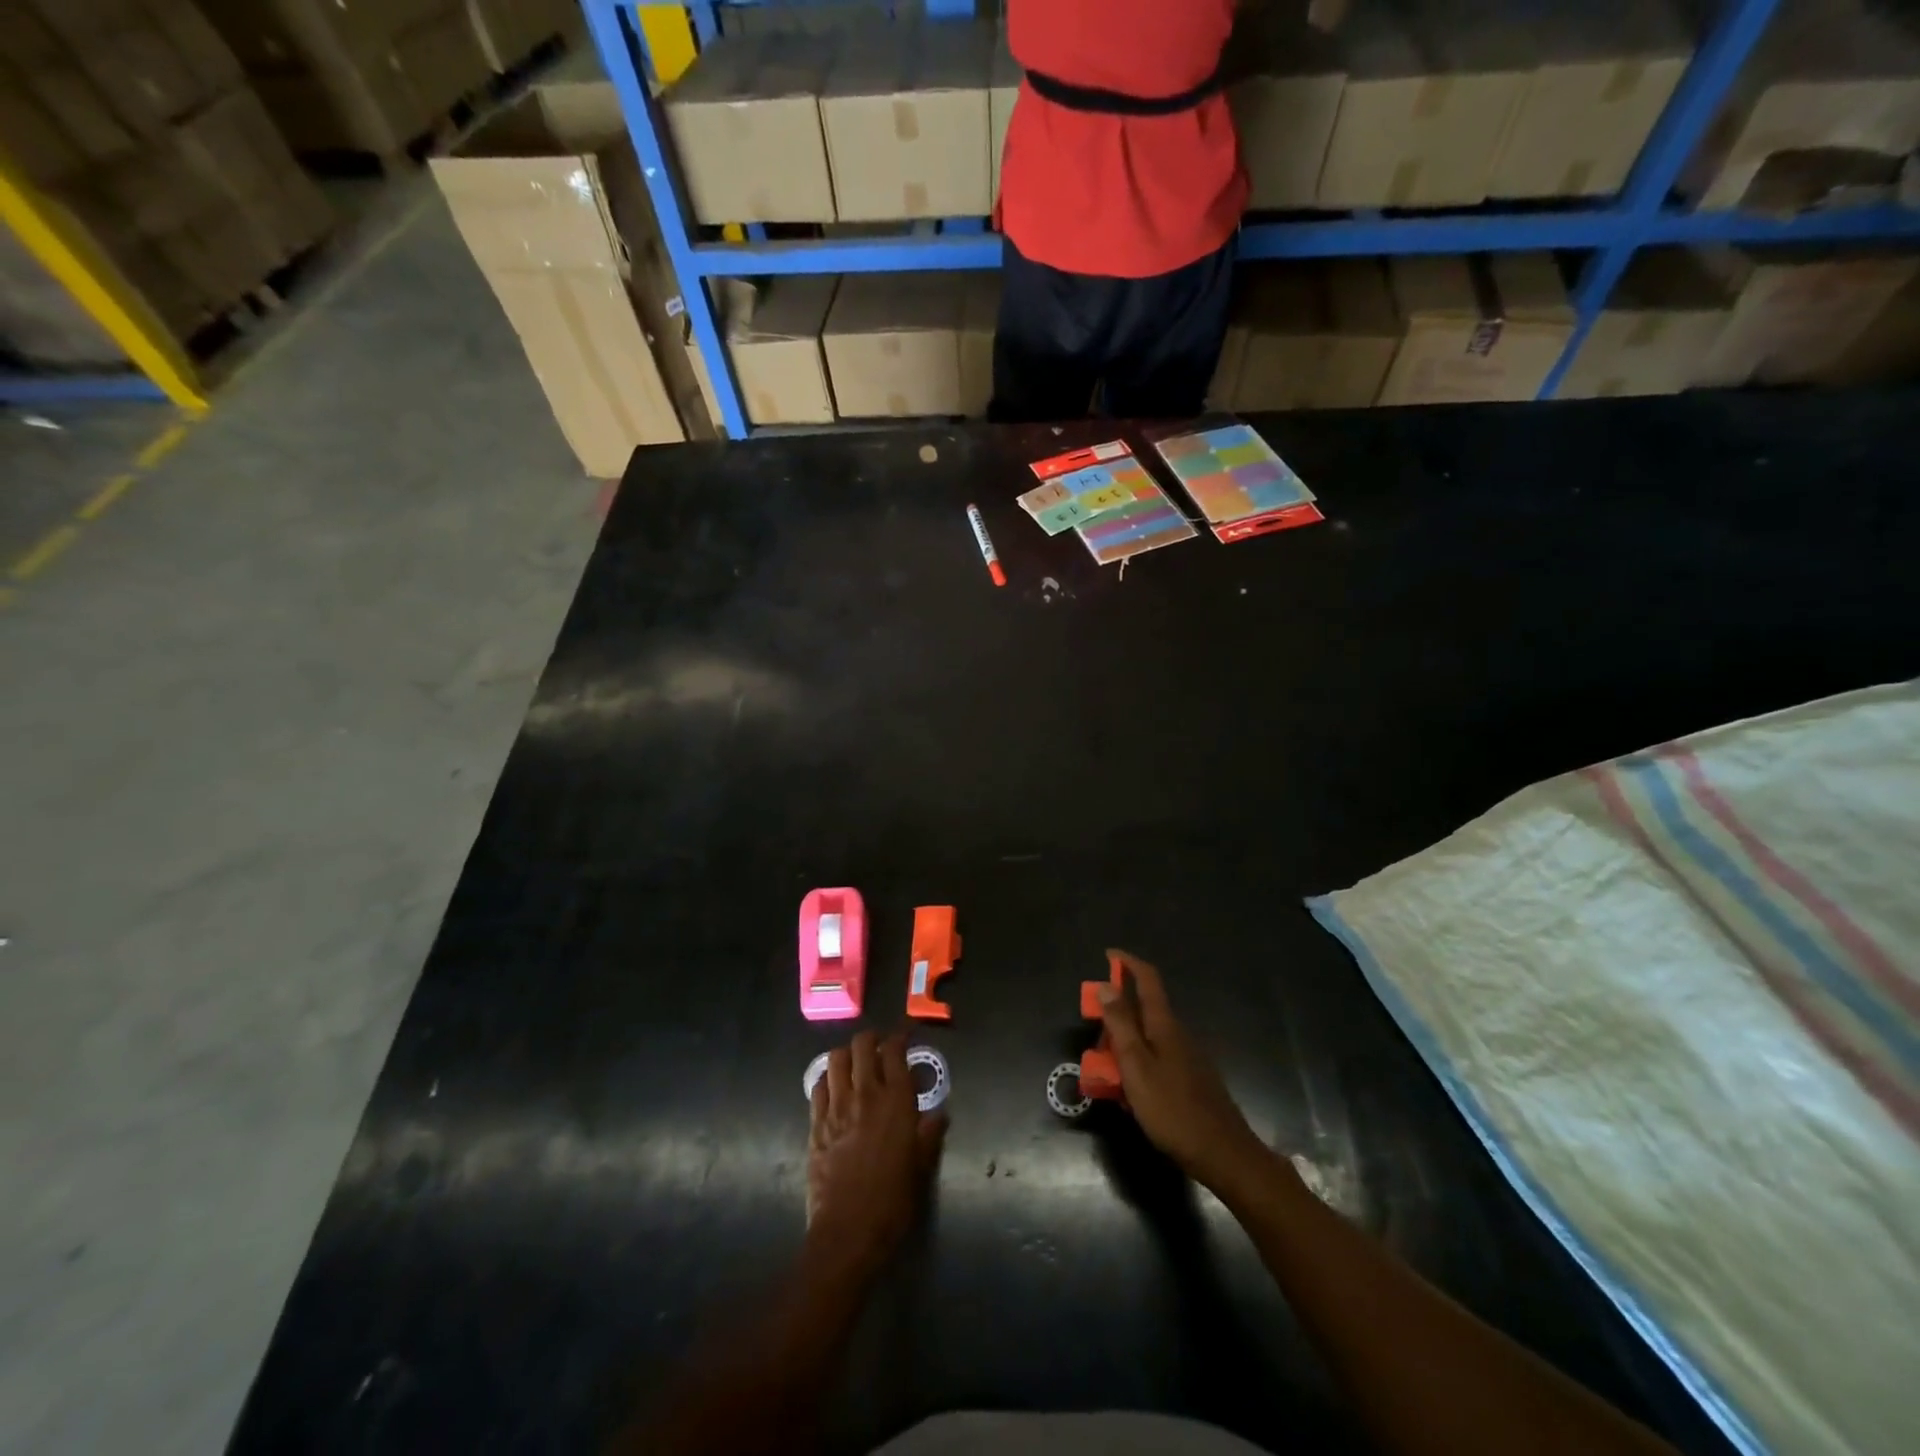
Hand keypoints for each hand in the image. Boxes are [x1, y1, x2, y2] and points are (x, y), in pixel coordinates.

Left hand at [806, 1031, 947, 1273]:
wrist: (848, 1232)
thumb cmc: (892, 1202)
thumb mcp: (921, 1167)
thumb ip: (930, 1134)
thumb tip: (939, 1114)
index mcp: (896, 1101)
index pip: (895, 1050)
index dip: (900, 1037)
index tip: (905, 1038)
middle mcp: (866, 1094)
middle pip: (863, 1044)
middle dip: (872, 1039)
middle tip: (880, 1049)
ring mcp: (837, 1106)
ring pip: (837, 1058)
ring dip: (847, 1054)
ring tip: (855, 1064)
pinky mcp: (816, 1123)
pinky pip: (818, 1084)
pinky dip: (828, 1077)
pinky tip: (835, 1087)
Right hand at [1097, 950, 1266, 1192]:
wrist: (1225, 1155)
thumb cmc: (1173, 1110)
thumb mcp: (1137, 1067)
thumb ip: (1121, 1025)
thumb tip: (1107, 985)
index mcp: (1165, 1026)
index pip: (1148, 979)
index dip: (1128, 963)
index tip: (1108, 955)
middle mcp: (1179, 1034)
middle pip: (1146, 1009)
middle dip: (1119, 1013)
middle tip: (1097, 1033)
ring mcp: (1189, 1057)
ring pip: (1150, 1037)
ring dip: (1127, 1042)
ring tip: (1108, 1069)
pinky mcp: (1192, 1079)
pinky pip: (1158, 1058)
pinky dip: (1140, 1062)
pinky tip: (1132, 1092)